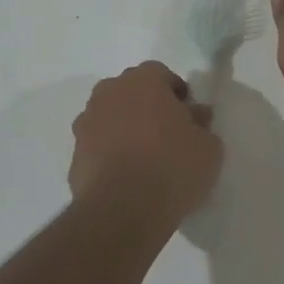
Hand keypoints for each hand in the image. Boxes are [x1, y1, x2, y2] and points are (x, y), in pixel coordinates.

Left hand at [69, 61, 222, 221]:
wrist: (122, 210)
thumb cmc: (172, 166)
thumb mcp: (208, 146)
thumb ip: (201, 124)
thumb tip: (195, 115)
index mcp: (143, 80)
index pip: (161, 74)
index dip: (176, 94)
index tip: (188, 116)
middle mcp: (109, 93)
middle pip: (131, 92)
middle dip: (147, 107)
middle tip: (167, 134)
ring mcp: (86, 122)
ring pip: (110, 117)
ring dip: (125, 129)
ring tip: (145, 159)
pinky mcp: (74, 154)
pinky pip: (97, 146)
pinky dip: (109, 154)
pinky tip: (126, 177)